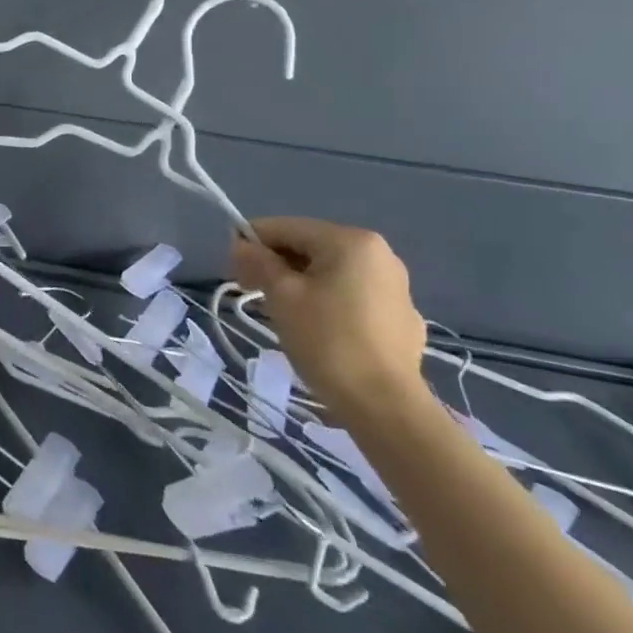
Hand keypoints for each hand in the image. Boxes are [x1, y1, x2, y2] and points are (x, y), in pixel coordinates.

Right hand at [231, 217, 427, 421]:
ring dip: (300, 283)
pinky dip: (328, 302)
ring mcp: (395, 287)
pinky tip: (317, 329)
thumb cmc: (327, 340)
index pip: (287, 227)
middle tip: (250, 290)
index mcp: (351, 241)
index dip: (252, 242)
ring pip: (332, 273)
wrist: (385, 405)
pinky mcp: (402, 318)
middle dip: (276, 264)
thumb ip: (258, 261)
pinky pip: (353, 296)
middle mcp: (379, 254)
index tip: (230, 267)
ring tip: (280, 311)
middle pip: (311, 247)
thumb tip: (240, 243)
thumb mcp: (282, 296)